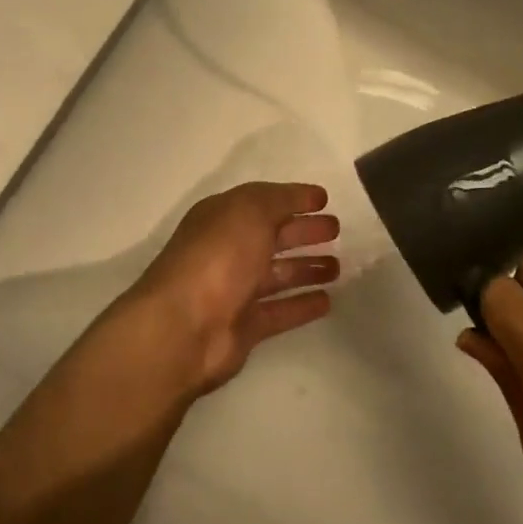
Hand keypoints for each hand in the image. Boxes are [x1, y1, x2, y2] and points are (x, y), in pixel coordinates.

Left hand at [120, 182, 340, 395]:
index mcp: (222, 218)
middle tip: (337, 230)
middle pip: (272, 237)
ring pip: (278, 274)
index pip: (263, 202)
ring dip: (307, 267)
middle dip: (304, 232)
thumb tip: (304, 197)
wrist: (184, 327)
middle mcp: (228, 250)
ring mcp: (235, 290)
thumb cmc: (218, 257)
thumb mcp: (250, 210)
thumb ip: (280, 199)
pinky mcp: (245, 327)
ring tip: (339, 266)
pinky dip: (302, 304)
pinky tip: (328, 301)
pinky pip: (280, 311)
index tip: (325, 200)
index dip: (293, 199)